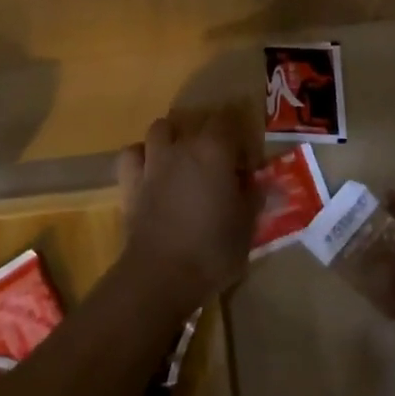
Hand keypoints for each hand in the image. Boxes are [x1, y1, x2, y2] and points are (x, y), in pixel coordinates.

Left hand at [114, 110, 257, 311]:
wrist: (162, 274)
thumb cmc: (212, 249)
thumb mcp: (247, 226)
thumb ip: (255, 197)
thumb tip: (263, 182)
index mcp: (214, 151)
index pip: (229, 121)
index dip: (240, 139)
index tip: (247, 166)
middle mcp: (182, 147)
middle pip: (196, 122)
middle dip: (210, 135)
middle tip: (220, 164)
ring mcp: (153, 161)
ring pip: (160, 128)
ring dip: (173, 137)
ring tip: (182, 158)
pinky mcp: (130, 181)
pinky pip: (132, 154)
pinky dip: (141, 156)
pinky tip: (150, 169)